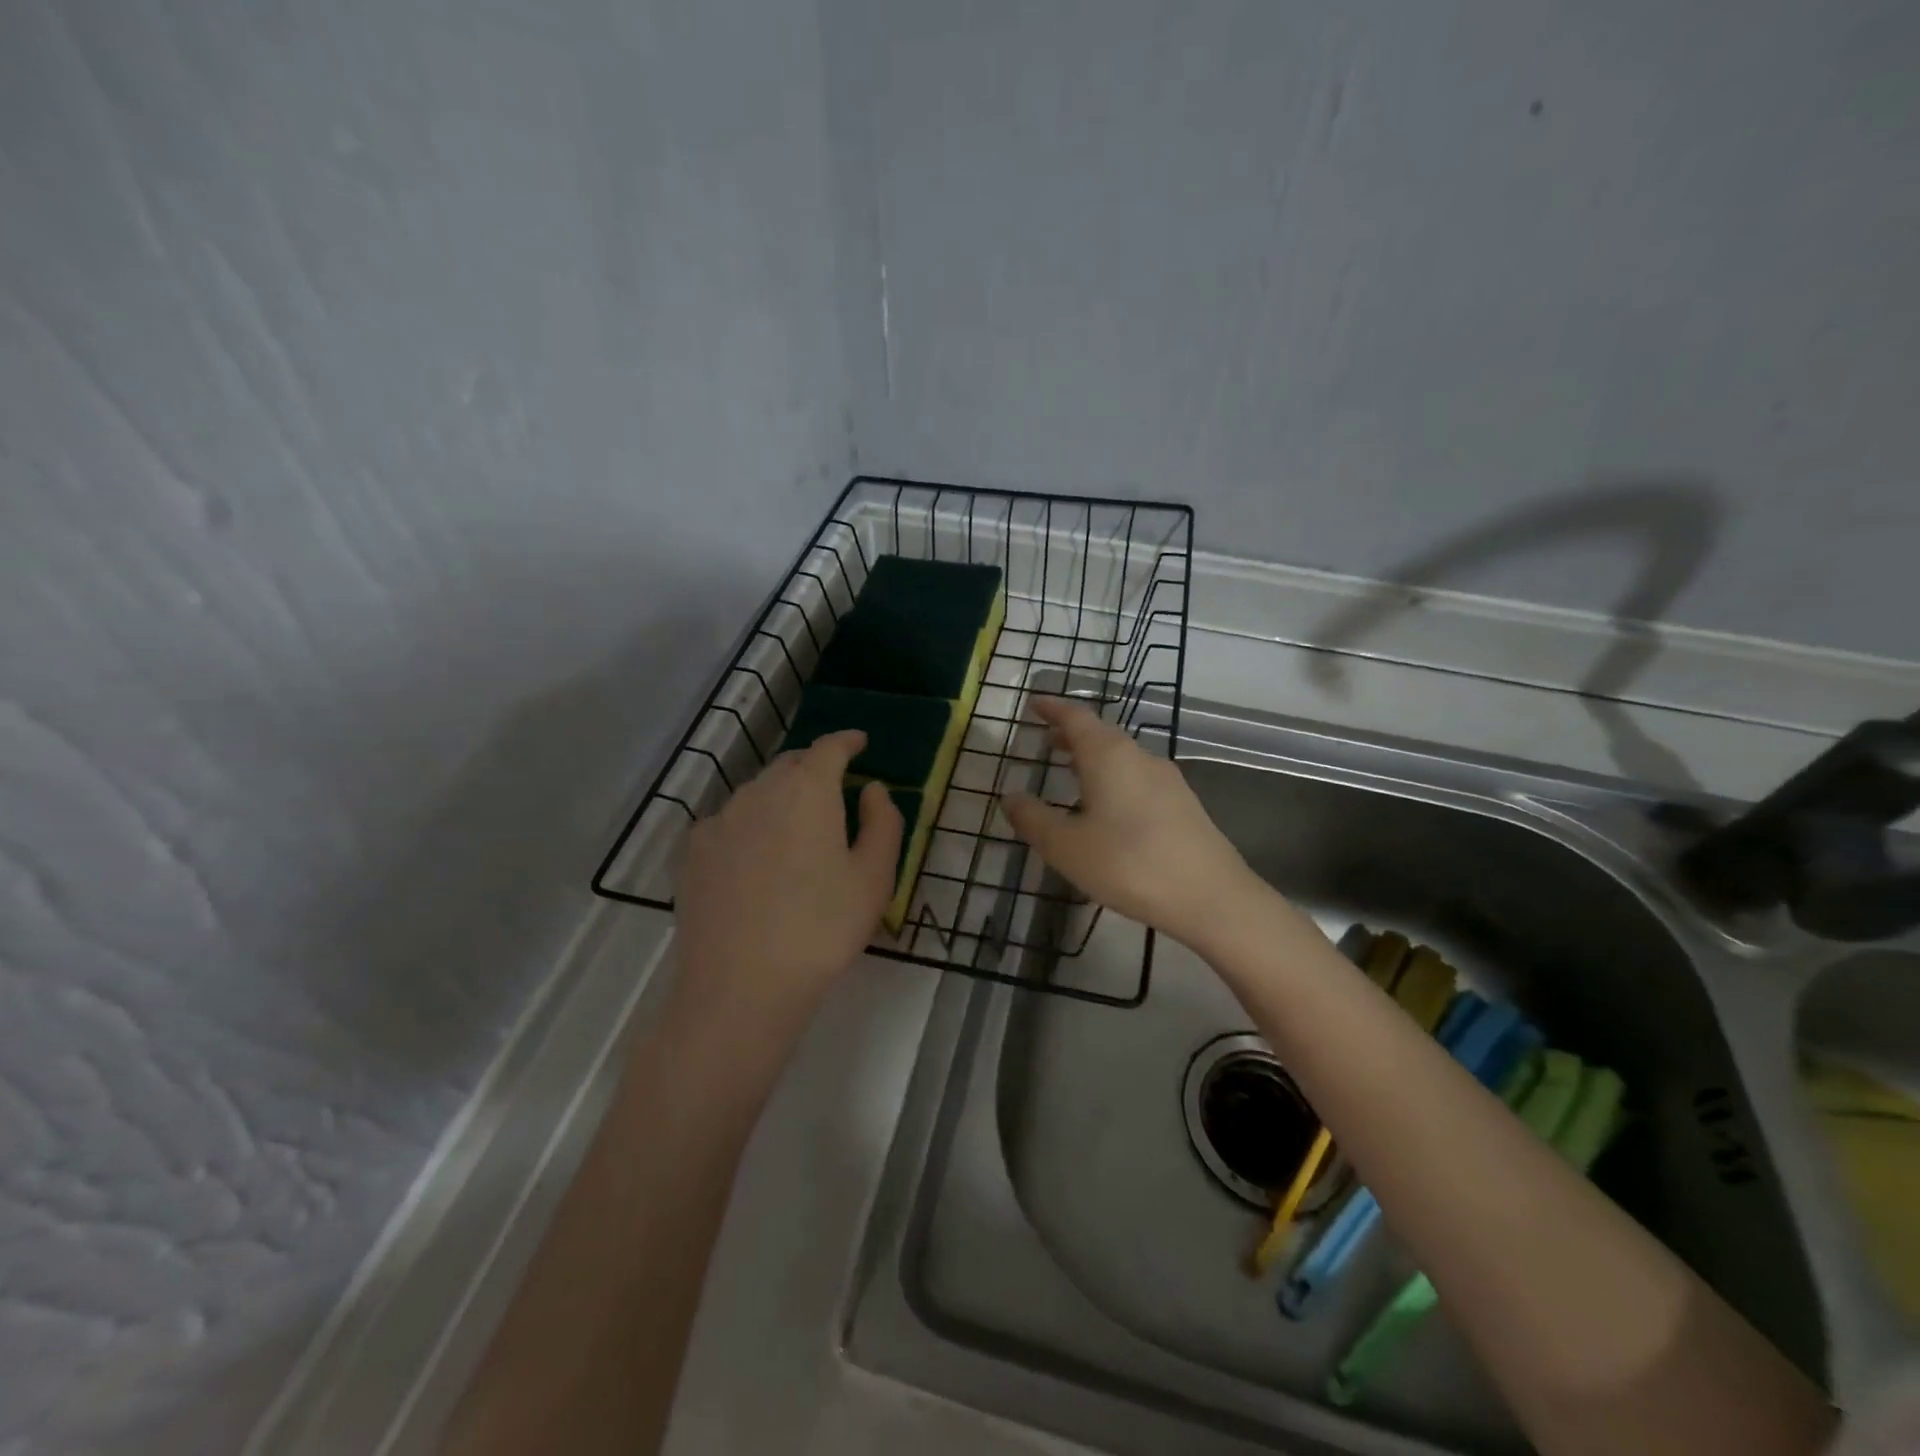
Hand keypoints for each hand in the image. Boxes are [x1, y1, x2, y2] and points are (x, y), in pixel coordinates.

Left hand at [671, 730, 902, 1035]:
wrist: (740, 987)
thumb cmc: (822, 929)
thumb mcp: (874, 878)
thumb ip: (882, 822)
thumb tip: (872, 789)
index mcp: (808, 790)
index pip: (829, 748)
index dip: (847, 741)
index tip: (860, 742)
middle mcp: (759, 792)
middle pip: (790, 765)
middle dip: (815, 768)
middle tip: (835, 789)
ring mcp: (719, 821)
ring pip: (757, 792)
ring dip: (781, 796)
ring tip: (796, 828)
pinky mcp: (692, 852)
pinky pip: (728, 822)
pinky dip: (749, 824)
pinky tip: (755, 857)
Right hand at [1002, 698, 1260, 949]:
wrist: (1211, 897)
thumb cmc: (1128, 864)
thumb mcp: (1067, 847)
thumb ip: (1034, 819)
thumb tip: (1010, 796)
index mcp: (1108, 756)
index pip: (1076, 718)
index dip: (1053, 709)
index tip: (1034, 704)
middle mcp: (1139, 757)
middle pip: (1101, 734)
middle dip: (1072, 734)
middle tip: (1047, 740)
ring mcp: (1167, 780)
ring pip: (1122, 757)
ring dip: (1094, 758)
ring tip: (1071, 771)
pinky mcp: (1183, 804)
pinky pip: (1138, 778)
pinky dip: (1114, 778)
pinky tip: (1108, 807)